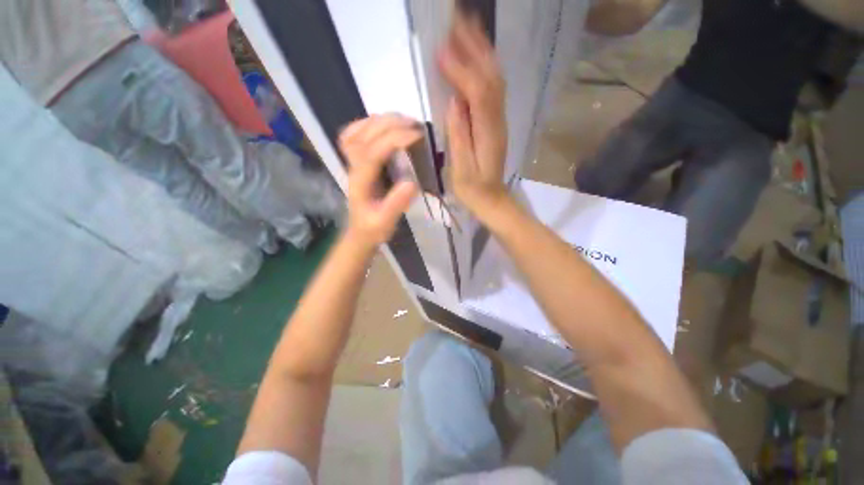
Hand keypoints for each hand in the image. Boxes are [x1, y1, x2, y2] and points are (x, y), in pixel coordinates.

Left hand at [338, 114, 420, 248]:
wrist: (360, 231)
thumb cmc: (374, 228)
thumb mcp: (385, 222)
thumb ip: (396, 204)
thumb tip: (412, 182)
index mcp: (360, 181)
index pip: (374, 151)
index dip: (395, 138)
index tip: (418, 135)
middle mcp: (352, 166)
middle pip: (365, 135)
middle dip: (391, 124)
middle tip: (416, 125)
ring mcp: (351, 162)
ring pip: (358, 130)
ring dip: (382, 120)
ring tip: (406, 121)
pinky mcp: (355, 161)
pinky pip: (353, 134)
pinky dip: (368, 123)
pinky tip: (383, 125)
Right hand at [439, 13, 508, 215]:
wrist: (491, 198)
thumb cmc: (473, 189)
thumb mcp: (462, 169)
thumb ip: (459, 136)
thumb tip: (454, 102)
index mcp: (488, 133)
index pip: (477, 93)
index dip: (461, 71)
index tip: (442, 51)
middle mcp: (497, 120)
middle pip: (490, 77)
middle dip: (475, 47)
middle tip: (458, 20)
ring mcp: (498, 119)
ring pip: (494, 78)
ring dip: (482, 50)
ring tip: (467, 26)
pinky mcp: (495, 121)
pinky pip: (492, 88)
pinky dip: (484, 66)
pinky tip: (475, 55)